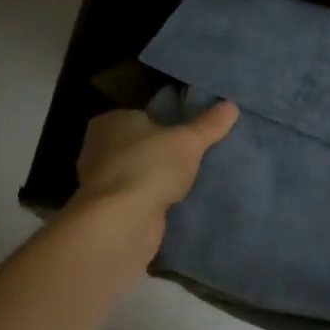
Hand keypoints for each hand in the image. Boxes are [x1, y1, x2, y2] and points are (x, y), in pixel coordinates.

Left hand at [75, 102, 239, 214]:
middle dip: (163, 154)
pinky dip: (152, 202)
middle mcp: (98, 148)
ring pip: (139, 174)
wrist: (121, 224)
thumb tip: (231, 106)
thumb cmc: (150, 167)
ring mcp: (101, 182)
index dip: (167, 124)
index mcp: (111, 121)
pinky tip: (176, 206)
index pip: (143, 116)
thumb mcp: (189, 141)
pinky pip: (137, 199)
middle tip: (196, 158)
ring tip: (192, 182)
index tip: (190, 134)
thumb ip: (210, 124)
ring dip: (158, 180)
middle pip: (140, 146)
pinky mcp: (107, 211)